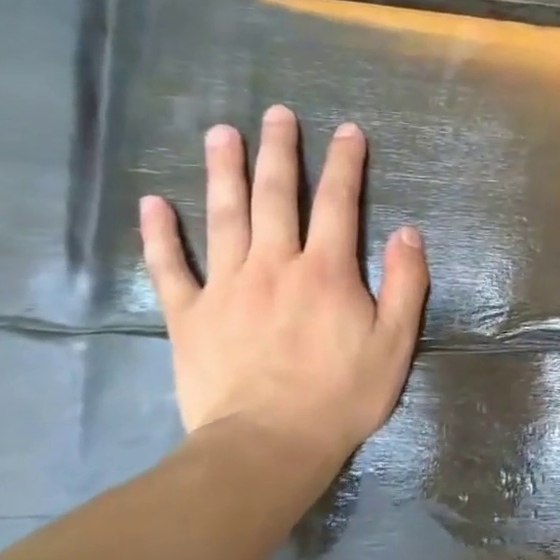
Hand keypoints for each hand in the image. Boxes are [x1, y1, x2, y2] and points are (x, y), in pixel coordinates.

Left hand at [138, 106, 427, 472]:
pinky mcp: (189, 316)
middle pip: (276, 197)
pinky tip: (152, 204)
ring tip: (221, 134)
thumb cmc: (341, 396)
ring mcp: (226, 287)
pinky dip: (159, 235)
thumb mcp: (395, 343)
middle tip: (276, 113)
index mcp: (327, 272)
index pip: (339, 204)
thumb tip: (408, 232)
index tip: (347, 131)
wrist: (267, 446)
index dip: (345, 164)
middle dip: (279, 152)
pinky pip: (170, 268)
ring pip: (224, 218)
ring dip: (223, 172)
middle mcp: (274, 265)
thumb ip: (406, 284)